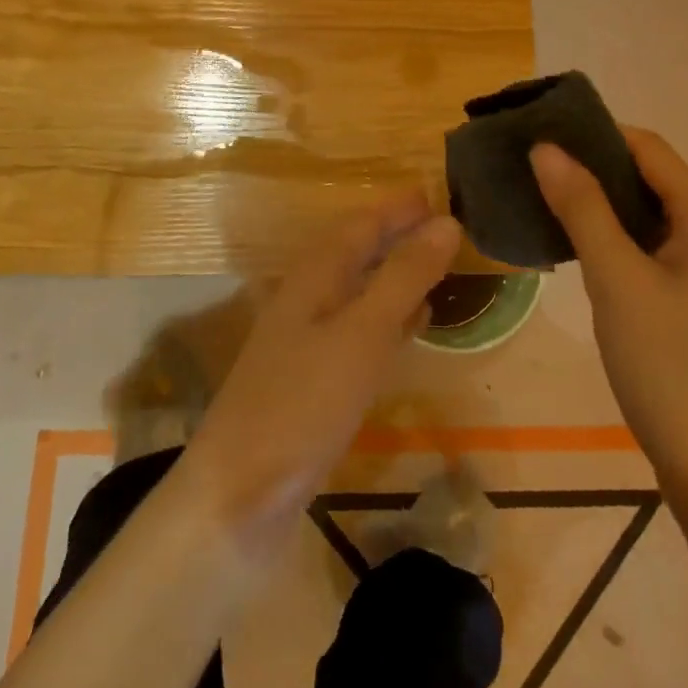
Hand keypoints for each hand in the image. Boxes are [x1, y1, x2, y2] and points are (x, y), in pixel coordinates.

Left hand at [173, 193, 460, 548]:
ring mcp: (309, 337)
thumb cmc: (305, 399)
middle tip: (446, 230)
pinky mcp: (314, 376)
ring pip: (360, 289)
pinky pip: (360, 329)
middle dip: (399, 236)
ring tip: (436, 268)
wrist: (240, 491)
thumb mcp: (364, 331)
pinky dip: (389, 318)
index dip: (399, 208)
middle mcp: (310, 295)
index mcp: (316, 272)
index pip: (363, 222)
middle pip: (359, 251)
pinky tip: (411, 328)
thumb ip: (405, 276)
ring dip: (396, 275)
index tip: (438, 196)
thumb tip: (446, 221)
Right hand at [531, 131, 687, 553]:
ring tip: (539, 196)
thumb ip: (581, 207)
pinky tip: (571, 244)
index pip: (645, 147)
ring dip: (596, 203)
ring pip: (644, 216)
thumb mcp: (617, 280)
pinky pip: (648, 249)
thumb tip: (544, 147)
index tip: (536, 128)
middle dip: (589, 166)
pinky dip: (610, 237)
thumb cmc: (672, 368)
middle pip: (646, 178)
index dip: (592, 131)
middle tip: (528, 163)